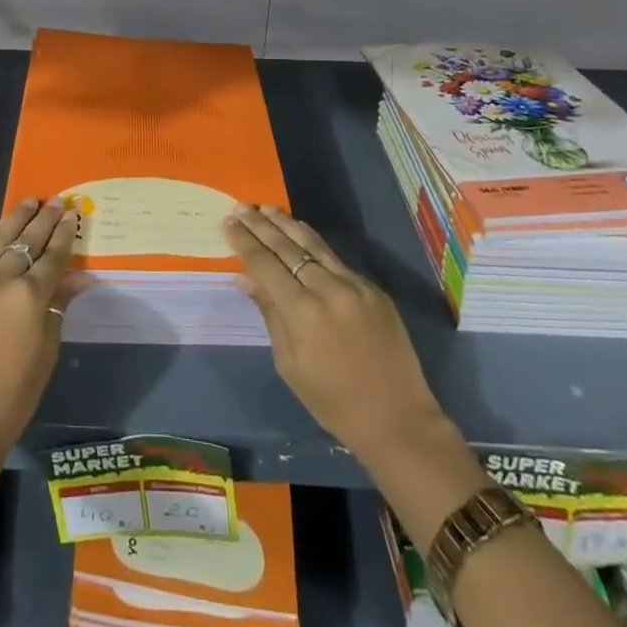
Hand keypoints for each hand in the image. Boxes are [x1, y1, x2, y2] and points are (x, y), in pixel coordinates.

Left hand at [0, 199, 80, 456]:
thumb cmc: (14, 396)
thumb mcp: (47, 350)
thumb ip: (58, 307)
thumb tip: (76, 279)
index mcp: (30, 295)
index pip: (53, 256)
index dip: (65, 234)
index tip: (73, 214)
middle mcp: (1, 278)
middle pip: (27, 240)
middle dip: (44, 219)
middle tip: (56, 201)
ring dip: (15, 218)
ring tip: (28, 201)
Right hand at [224, 205, 448, 465]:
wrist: (398, 419)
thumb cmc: (333, 402)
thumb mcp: (290, 364)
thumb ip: (270, 314)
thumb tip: (246, 278)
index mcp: (304, 312)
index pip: (266, 265)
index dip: (245, 242)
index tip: (228, 222)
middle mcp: (329, 289)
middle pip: (288, 248)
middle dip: (261, 226)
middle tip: (241, 207)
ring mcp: (355, 286)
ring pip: (314, 245)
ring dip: (288, 224)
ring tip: (267, 208)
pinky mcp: (374, 289)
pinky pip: (336, 260)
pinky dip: (314, 244)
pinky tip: (301, 233)